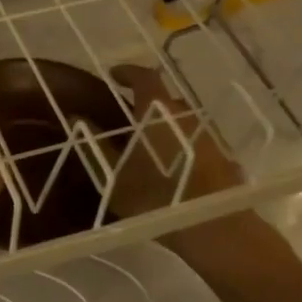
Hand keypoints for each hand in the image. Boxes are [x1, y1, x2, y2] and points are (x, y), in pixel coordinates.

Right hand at [104, 63, 244, 219]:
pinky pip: (195, 142)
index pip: (144, 77)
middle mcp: (186, 116)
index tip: (114, 76)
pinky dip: (181, 146)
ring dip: (165, 127)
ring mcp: (209, 136)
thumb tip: (78, 118)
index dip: (128, 73)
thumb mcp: (113, 175)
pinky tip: (171, 168)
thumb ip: (95, 144)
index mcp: (158, 111)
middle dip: (146, 104)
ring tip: (148, 146)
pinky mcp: (223, 158)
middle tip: (127, 119)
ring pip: (182, 122)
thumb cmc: (155, 196)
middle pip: (165, 99)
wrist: (212, 228)